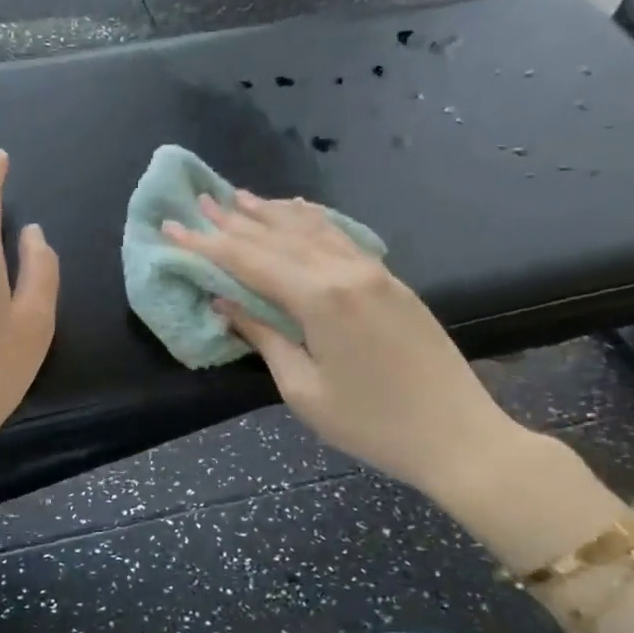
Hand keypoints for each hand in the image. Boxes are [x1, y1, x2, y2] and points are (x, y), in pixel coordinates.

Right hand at [163, 191, 526, 499]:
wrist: (460, 436)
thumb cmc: (372, 424)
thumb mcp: (304, 390)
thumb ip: (264, 337)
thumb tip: (226, 302)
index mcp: (319, 299)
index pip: (248, 261)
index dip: (207, 244)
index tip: (173, 227)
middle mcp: (345, 271)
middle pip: (277, 237)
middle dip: (233, 221)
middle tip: (199, 203)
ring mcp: (373, 271)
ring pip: (311, 229)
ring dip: (270, 213)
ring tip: (238, 197)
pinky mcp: (391, 280)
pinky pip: (340, 236)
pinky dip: (312, 220)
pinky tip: (298, 209)